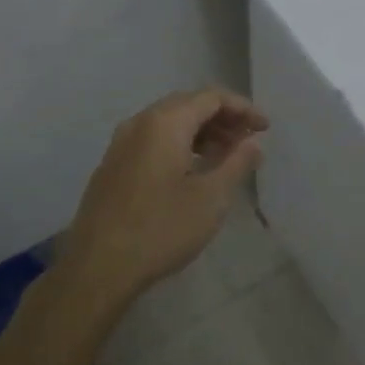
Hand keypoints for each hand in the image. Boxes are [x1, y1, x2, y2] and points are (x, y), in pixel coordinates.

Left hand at [62, 87, 268, 300]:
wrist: (98, 266)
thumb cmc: (162, 229)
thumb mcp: (211, 198)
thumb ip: (236, 163)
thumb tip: (253, 143)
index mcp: (164, 123)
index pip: (210, 98)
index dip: (243, 108)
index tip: (265, 128)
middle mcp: (139, 124)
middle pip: (187, 105)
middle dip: (222, 118)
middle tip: (248, 140)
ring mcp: (120, 145)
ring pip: (168, 124)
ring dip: (201, 133)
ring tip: (226, 157)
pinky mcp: (112, 167)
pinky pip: (152, 141)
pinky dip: (179, 145)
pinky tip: (192, 171)